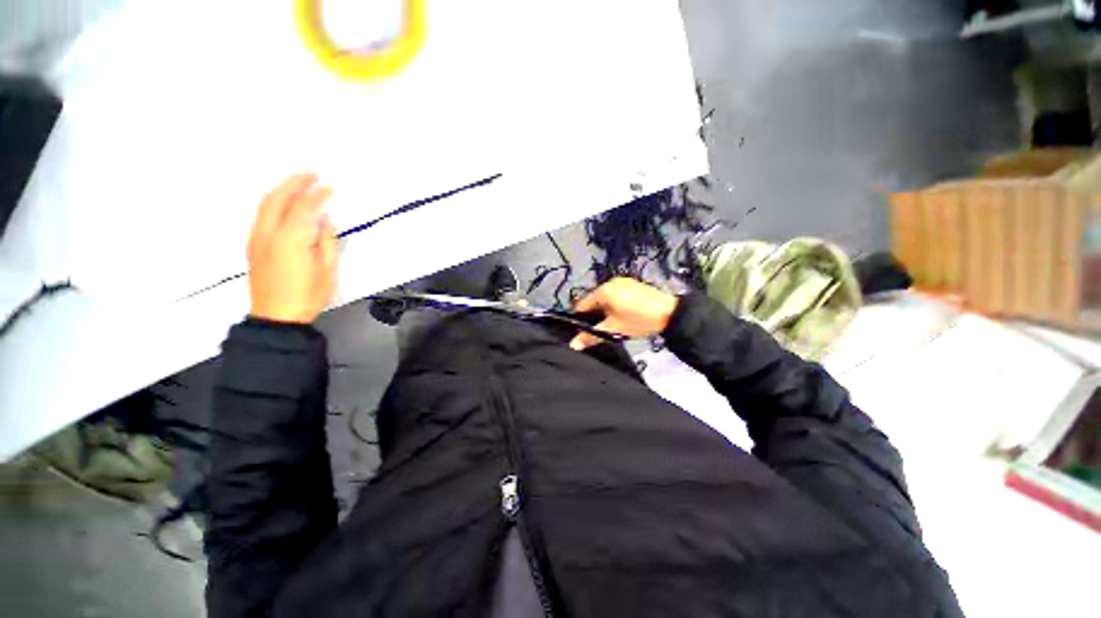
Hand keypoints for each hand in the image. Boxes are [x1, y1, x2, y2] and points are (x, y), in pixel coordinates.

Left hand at [247, 174, 337, 323]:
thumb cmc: (307, 296)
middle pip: (277, 198)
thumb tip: (326, 223)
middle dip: (294, 183)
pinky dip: (273, 202)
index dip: (318, 195)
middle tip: (311, 175)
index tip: (330, 187)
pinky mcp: (252, 246)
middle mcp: (269, 234)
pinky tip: (283, 205)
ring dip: (281, 190)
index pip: (304, 208)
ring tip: (297, 184)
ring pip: (264, 204)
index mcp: (291, 240)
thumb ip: (327, 243)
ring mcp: (257, 239)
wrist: (276, 317)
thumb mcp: (327, 271)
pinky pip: (260, 215)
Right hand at [569, 278, 678, 350]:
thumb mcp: (614, 330)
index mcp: (603, 290)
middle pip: (594, 301)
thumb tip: (573, 345)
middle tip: (600, 330)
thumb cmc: (638, 320)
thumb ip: (592, 336)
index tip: (583, 332)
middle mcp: (611, 282)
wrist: (670, 314)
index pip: (582, 305)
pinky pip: (616, 295)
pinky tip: (623, 316)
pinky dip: (615, 305)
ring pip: (606, 299)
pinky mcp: (633, 285)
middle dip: (595, 315)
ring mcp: (623, 282)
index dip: (580, 320)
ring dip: (605, 311)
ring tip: (613, 324)